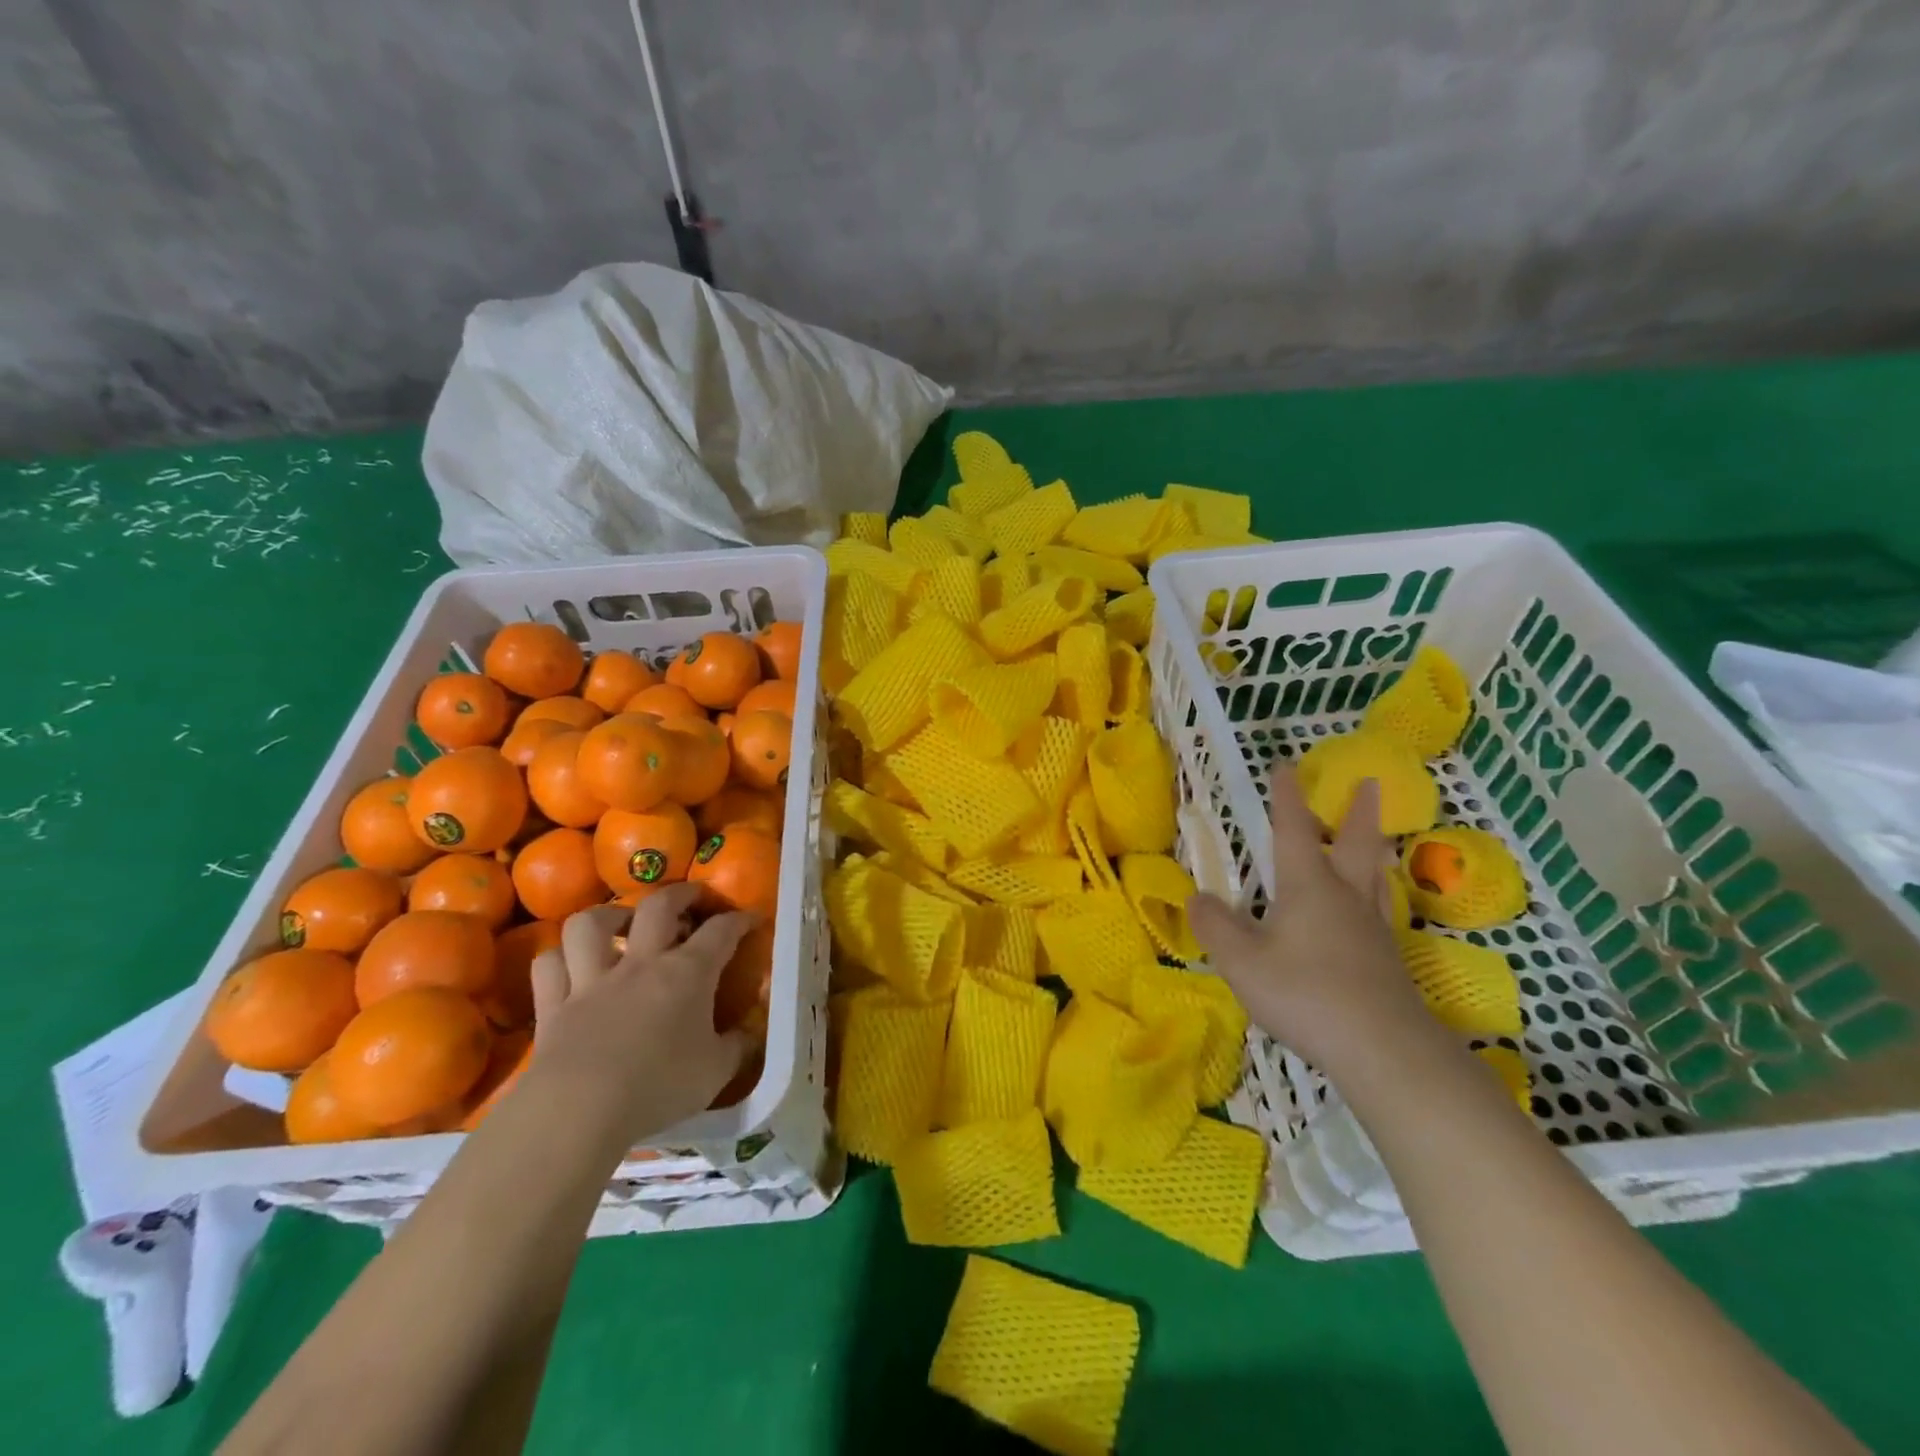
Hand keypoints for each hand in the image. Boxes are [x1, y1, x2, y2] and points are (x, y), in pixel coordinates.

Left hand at [525, 883, 755, 1145]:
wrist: (580, 1110)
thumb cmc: (659, 1086)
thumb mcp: (716, 1071)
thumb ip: (737, 1047)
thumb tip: (750, 1035)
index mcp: (688, 973)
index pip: (721, 930)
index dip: (739, 919)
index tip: (751, 919)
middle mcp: (641, 963)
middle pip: (658, 906)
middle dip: (679, 894)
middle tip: (690, 898)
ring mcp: (592, 980)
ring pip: (590, 924)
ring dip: (608, 917)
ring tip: (621, 925)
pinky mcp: (553, 1006)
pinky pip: (549, 966)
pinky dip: (559, 959)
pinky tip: (570, 966)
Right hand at [1188, 769, 1442, 1079]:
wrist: (1382, 1049)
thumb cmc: (1305, 993)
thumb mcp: (1242, 961)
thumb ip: (1215, 926)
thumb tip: (1197, 897)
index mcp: (1307, 886)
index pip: (1293, 830)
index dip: (1287, 797)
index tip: (1285, 765)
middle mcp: (1343, 896)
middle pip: (1354, 843)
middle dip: (1356, 811)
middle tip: (1368, 782)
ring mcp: (1370, 928)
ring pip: (1373, 875)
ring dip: (1373, 847)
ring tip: (1379, 836)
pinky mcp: (1385, 959)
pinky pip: (1377, 909)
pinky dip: (1374, 892)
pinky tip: (1370, 908)